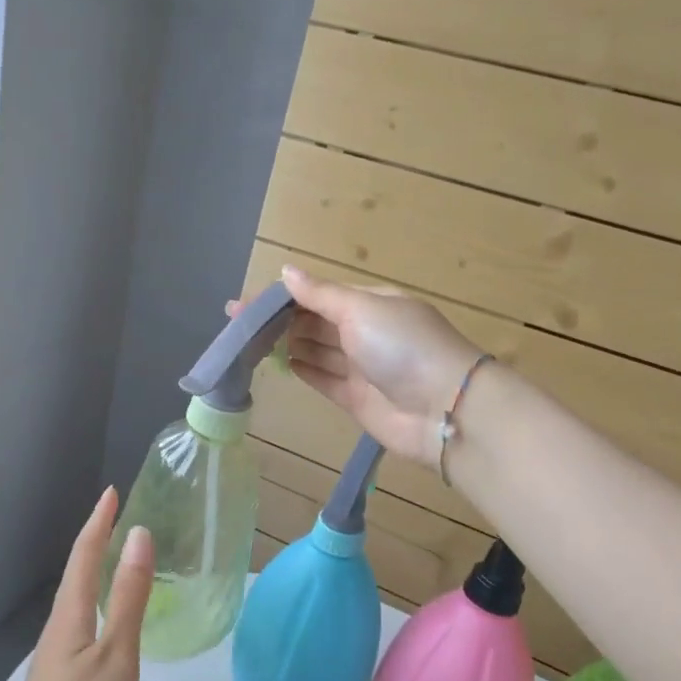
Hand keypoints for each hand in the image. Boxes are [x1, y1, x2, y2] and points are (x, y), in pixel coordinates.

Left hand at [0, 487, 154, 680]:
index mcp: (71, 612)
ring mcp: (56, 653)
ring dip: (94, 568)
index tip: (111, 492)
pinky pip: (80, 618)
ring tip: (115, 557)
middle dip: (95, 539)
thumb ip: (128, 597)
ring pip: (77, 596)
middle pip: (77, 571)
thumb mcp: (116, 654)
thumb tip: (139, 535)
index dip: (99, 521)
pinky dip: (95, 598)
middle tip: (117, 517)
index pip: (85, 553)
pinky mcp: (59, 676)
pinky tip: (105, 616)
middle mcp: (59, 624)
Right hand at [237, 265, 484, 468]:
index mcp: (371, 303)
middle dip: (280, 320)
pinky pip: (324, 379)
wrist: (443, 409)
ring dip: (287, 343)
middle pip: (315, 321)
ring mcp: (361, 367)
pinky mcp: (356, 399)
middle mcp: (366, 331)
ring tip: (250, 342)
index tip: (244, 304)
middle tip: (238, 324)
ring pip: (317, 350)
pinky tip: (281, 363)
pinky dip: (304, 369)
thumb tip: (285, 271)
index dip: (281, 297)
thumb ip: (320, 294)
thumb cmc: (402, 346)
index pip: (318, 295)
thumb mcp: (361, 309)